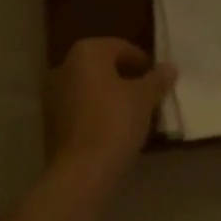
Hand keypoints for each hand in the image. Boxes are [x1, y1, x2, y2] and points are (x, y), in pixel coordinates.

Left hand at [47, 38, 175, 183]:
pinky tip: (113, 131)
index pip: (120, 47)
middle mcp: (65, 66)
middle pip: (103, 67)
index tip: (157, 81)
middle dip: (125, 79)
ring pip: (90, 88)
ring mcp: (54, 94)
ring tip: (133, 115)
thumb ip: (156, 80)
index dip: (142, 63)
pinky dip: (96, 113)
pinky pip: (80, 109)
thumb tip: (170, 67)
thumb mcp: (144, 99)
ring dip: (110, 97)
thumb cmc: (114, 123)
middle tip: (147, 97)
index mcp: (86, 52)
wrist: (81, 173)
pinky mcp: (50, 122)